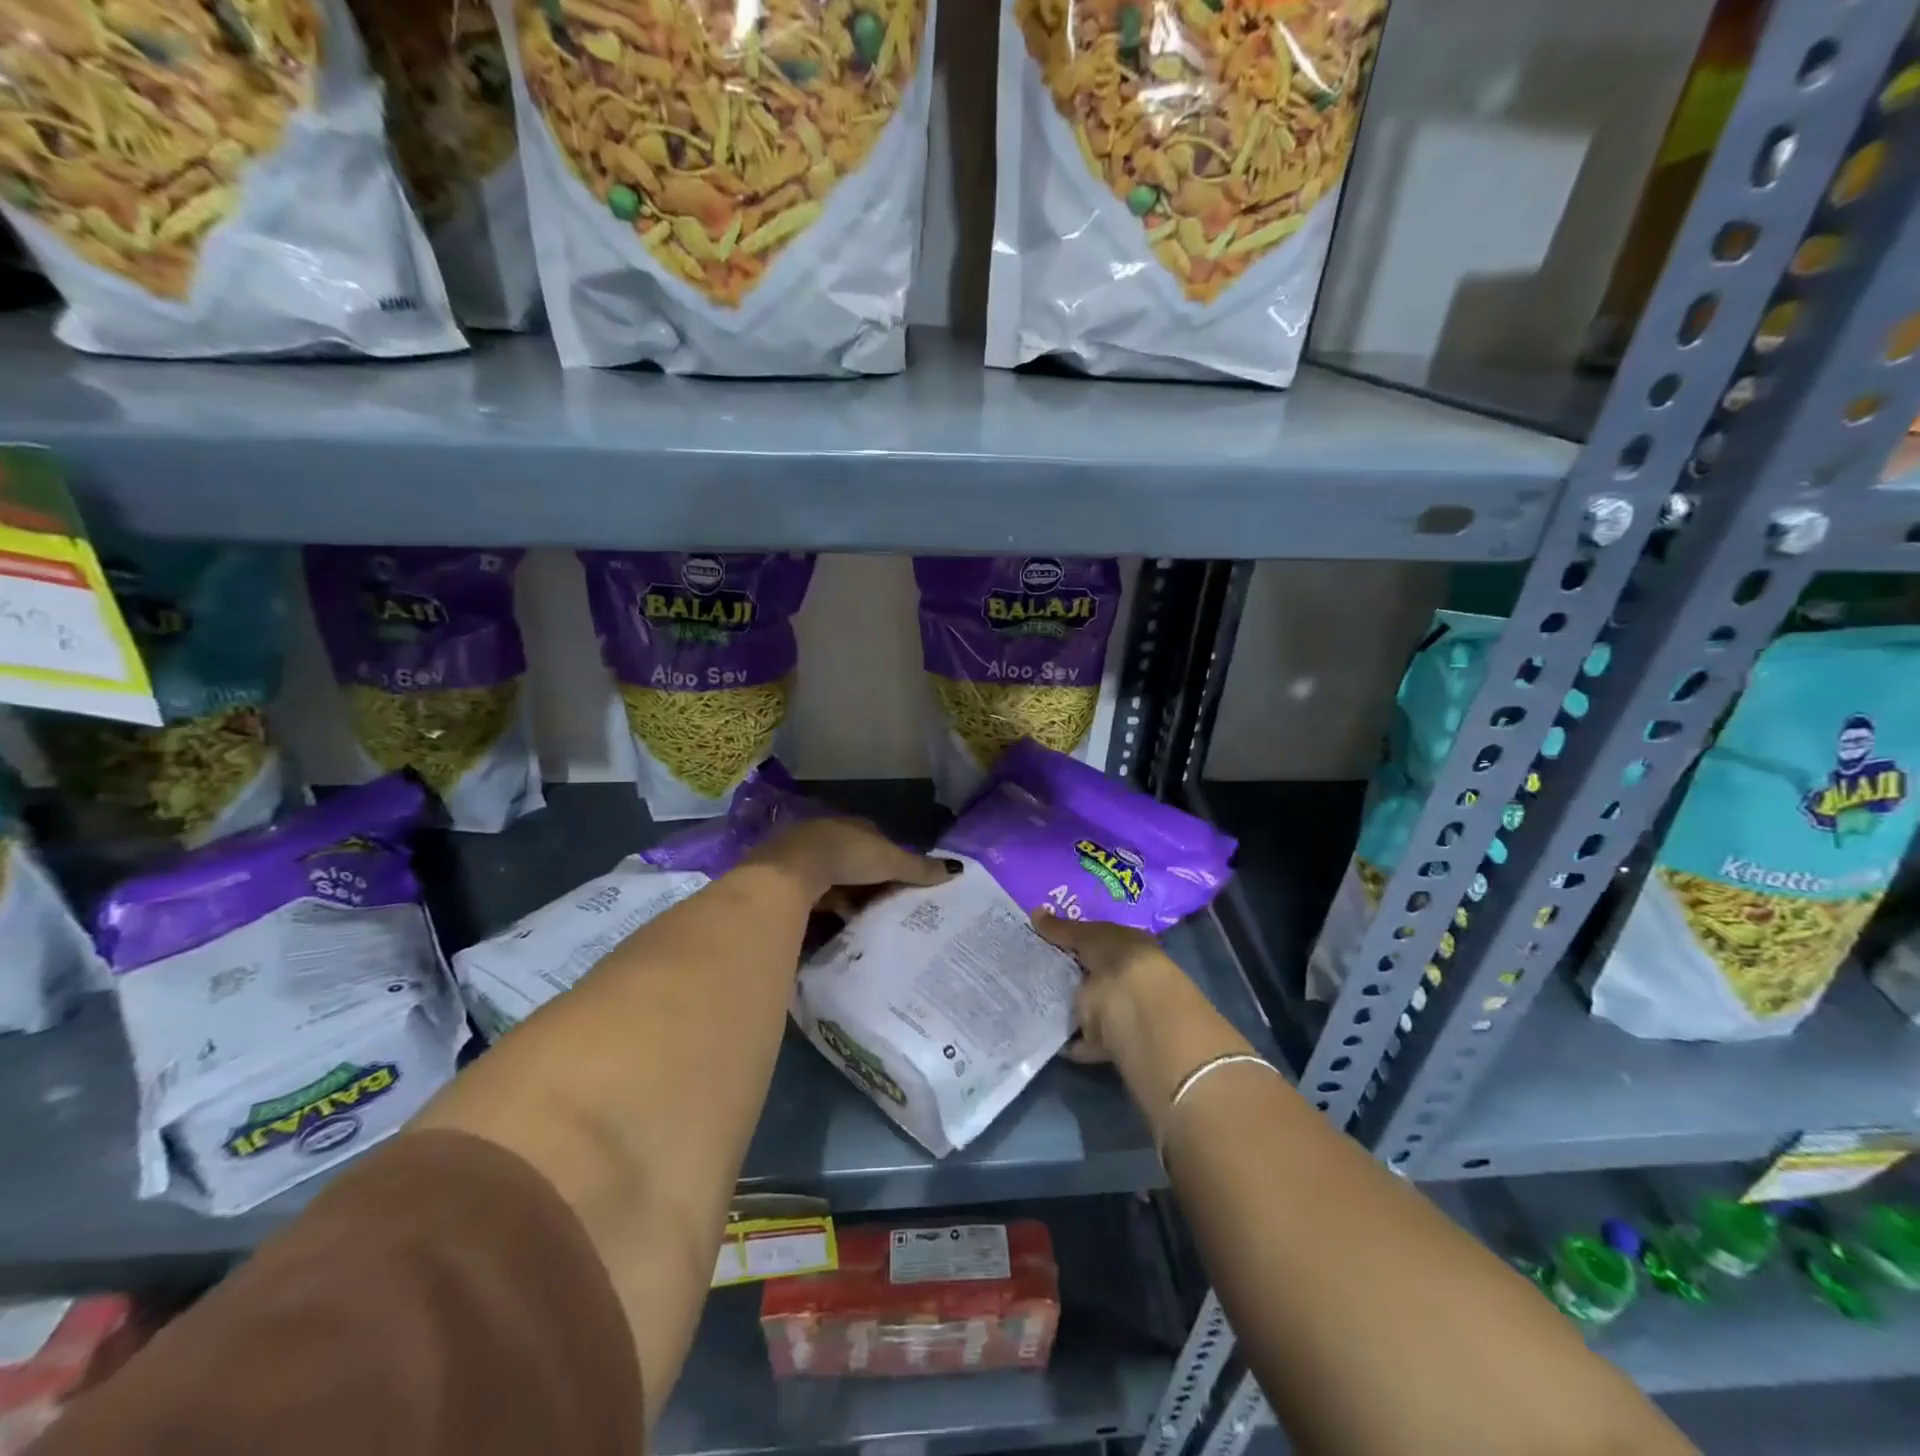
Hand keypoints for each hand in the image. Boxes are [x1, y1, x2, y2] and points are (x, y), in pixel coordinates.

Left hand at [747, 816, 956, 909]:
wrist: (788, 871)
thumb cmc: (845, 857)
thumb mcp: (889, 862)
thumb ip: (919, 867)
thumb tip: (958, 869)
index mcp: (853, 825)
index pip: (878, 839)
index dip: (891, 859)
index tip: (904, 881)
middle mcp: (828, 834)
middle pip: (856, 860)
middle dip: (870, 880)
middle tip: (889, 905)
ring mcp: (805, 856)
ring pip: (835, 878)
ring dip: (849, 895)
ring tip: (867, 920)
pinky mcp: (787, 879)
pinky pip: (816, 894)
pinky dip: (828, 907)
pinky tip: (837, 924)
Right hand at [1029, 909, 1203, 1064]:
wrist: (1137, 1012)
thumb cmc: (1118, 960)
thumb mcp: (1088, 936)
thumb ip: (1062, 928)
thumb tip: (1035, 911)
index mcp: (1130, 947)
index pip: (1101, 939)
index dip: (1075, 938)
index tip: (1045, 939)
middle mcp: (1128, 978)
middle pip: (1093, 973)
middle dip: (1067, 972)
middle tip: (1031, 966)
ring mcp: (1120, 1012)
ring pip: (1087, 1006)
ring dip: (1066, 1004)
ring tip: (1030, 997)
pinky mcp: (1109, 1041)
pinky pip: (1082, 1039)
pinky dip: (1066, 1038)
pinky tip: (1042, 1030)